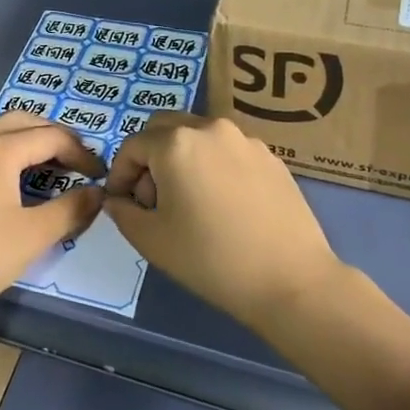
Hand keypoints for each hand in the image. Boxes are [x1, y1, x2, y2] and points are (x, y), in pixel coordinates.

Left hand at [0, 114, 103, 338]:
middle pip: (21, 121)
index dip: (80, 152)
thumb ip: (71, 209)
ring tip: (37, 157)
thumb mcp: (34, 236)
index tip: (99, 175)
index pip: (51, 136)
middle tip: (75, 161)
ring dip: (19, 133)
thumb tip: (98, 192)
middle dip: (53, 136)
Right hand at [105, 114, 344, 334]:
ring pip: (198, 136)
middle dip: (150, 157)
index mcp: (175, 143)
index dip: (120, 174)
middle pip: (164, 128)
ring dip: (182, 158)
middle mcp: (209, 128)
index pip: (132, 146)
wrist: (291, 281)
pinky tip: (224, 205)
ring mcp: (244, 139)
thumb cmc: (211, 259)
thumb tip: (118, 199)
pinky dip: (214, 166)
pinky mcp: (271, 157)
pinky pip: (228, 151)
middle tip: (153, 198)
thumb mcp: (152, 241)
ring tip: (189, 201)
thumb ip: (123, 213)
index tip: (122, 202)